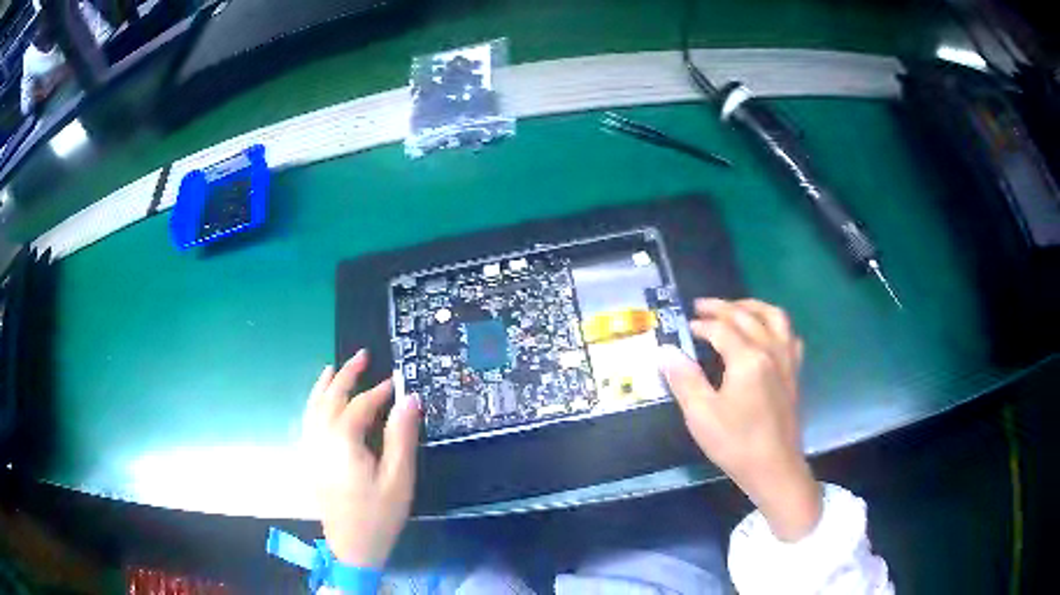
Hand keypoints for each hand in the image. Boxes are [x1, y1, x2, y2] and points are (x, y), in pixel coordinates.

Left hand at [302, 349, 420, 567]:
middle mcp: (321, 439)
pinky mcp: (309, 459)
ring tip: (334, 368)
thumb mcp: (398, 478)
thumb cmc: (379, 514)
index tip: (396, 381)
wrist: (351, 547)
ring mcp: (311, 448)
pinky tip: (320, 401)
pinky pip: (308, 420)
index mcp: (343, 442)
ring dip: (324, 385)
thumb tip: (409, 400)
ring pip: (313, 407)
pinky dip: (314, 402)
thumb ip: (401, 436)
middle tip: (362, 355)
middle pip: (330, 398)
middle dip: (346, 375)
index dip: (379, 391)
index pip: (360, 405)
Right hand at [661, 298, 820, 541]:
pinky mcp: (794, 374)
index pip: (722, 329)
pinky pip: (789, 336)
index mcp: (748, 359)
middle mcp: (771, 351)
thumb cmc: (736, 444)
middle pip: (747, 316)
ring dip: (753, 307)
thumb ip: (684, 379)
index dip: (701, 325)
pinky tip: (767, 334)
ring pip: (775, 318)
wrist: (774, 469)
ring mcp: (787, 361)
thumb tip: (665, 351)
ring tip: (736, 308)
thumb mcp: (701, 415)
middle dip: (723, 307)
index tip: (684, 327)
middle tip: (701, 307)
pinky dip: (776, 326)